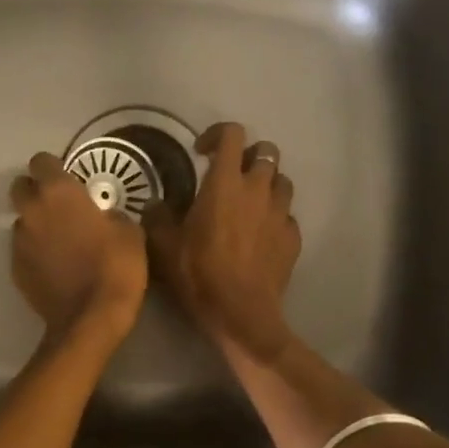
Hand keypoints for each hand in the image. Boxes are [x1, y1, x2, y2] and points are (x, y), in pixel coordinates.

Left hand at [11, 151, 147, 343]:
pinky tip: (56, 266)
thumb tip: (104, 216)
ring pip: (22, 220)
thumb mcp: (130, 232)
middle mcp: (32, 210)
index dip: (53, 168)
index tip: (68, 179)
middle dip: (36, 191)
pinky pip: (23, 249)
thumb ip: (110, 214)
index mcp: (59, 192)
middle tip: (60, 207)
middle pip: (20, 187)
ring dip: (36, 224)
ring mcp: (19, 241)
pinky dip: (36, 252)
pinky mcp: (15, 268)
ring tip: (60, 242)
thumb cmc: (115, 267)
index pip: (41, 161)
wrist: (90, 319)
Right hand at [145, 122, 300, 361]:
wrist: (241, 313)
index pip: (232, 134)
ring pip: (282, 180)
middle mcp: (258, 189)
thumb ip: (157, 217)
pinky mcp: (293, 237)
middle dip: (249, 155)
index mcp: (225, 182)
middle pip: (266, 150)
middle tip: (230, 174)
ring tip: (248, 202)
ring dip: (266, 183)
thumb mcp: (163, 245)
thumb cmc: (199, 273)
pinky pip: (287, 215)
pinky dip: (275, 217)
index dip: (216, 134)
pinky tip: (260, 235)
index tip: (201, 152)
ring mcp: (280, 213)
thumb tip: (155, 204)